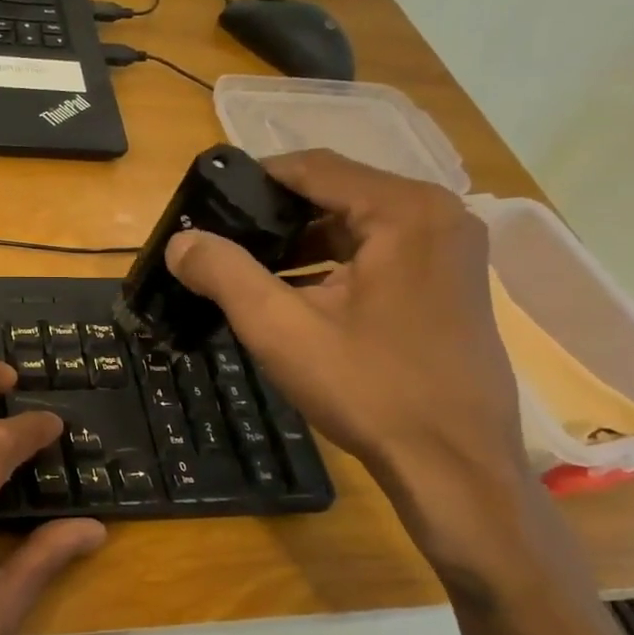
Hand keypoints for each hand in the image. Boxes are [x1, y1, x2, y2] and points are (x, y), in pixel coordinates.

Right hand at [167, 148, 525, 487]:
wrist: (453, 466)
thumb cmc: (369, 388)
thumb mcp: (281, 328)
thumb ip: (224, 273)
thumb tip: (180, 242)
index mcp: (404, 211)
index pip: (312, 167)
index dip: (252, 181)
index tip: (205, 205)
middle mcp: (437, 216)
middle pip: (334, 193)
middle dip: (272, 217)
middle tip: (219, 242)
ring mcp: (450, 251)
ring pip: (354, 226)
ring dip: (299, 244)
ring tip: (244, 271)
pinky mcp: (449, 284)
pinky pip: (377, 254)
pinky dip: (330, 266)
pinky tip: (291, 296)